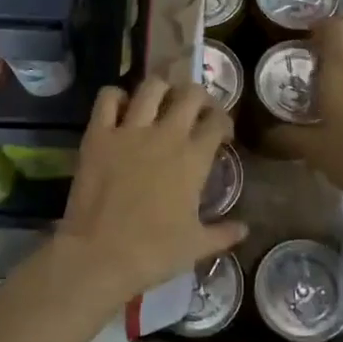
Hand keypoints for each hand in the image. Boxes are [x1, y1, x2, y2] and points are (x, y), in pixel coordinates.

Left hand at [54, 78, 246, 300]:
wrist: (100, 255)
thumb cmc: (153, 252)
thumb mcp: (196, 247)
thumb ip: (223, 233)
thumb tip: (244, 229)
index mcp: (194, 158)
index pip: (218, 121)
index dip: (224, 122)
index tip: (221, 134)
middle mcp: (166, 134)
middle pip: (190, 94)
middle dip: (198, 97)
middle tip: (195, 111)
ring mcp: (130, 130)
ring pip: (152, 86)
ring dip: (161, 89)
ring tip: (161, 101)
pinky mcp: (98, 134)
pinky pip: (108, 98)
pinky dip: (116, 96)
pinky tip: (121, 108)